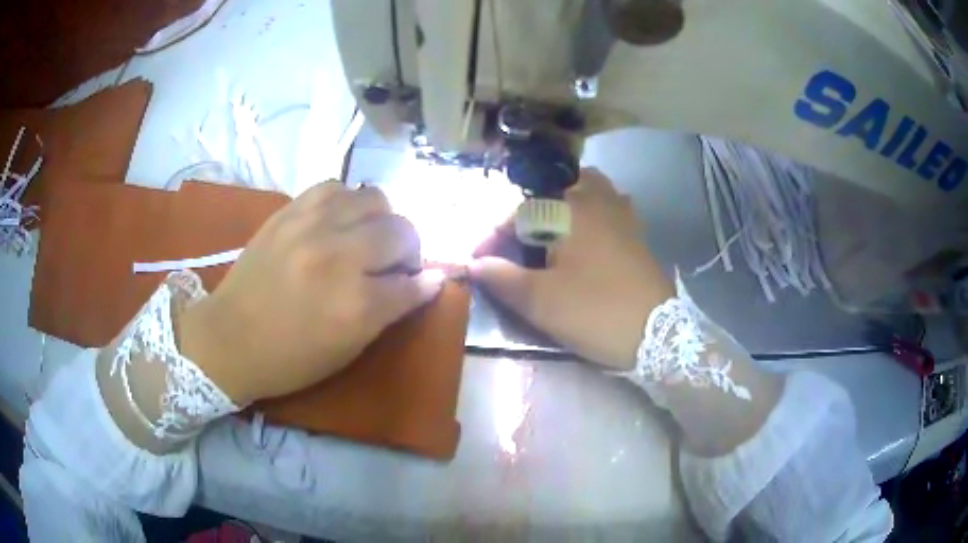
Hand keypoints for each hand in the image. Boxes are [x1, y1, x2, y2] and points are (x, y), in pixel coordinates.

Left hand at [177, 181, 444, 404]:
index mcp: (357, 306)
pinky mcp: (290, 212)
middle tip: (394, 263)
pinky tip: (340, 220)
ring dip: (381, 220)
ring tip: (367, 237)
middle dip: (409, 249)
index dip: (424, 284)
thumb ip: (390, 312)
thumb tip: (428, 282)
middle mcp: (340, 258)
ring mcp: (313, 227)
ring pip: (375, 199)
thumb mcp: (348, 349)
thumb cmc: (290, 358)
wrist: (229, 337)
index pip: (412, 283)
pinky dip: (348, 203)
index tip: (425, 282)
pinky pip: (336, 187)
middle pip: (402, 231)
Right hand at [471, 168, 672, 369]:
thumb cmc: (595, 312)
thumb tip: (475, 264)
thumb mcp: (540, 301)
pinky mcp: (636, 232)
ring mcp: (621, 213)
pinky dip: (590, 215)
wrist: (658, 335)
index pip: (518, 211)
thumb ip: (502, 277)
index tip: (478, 263)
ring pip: (585, 191)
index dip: (492, 236)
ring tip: (546, 234)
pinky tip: (584, 239)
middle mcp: (596, 200)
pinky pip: (608, 208)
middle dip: (526, 213)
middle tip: (513, 244)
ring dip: (560, 206)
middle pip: (552, 190)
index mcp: (568, 210)